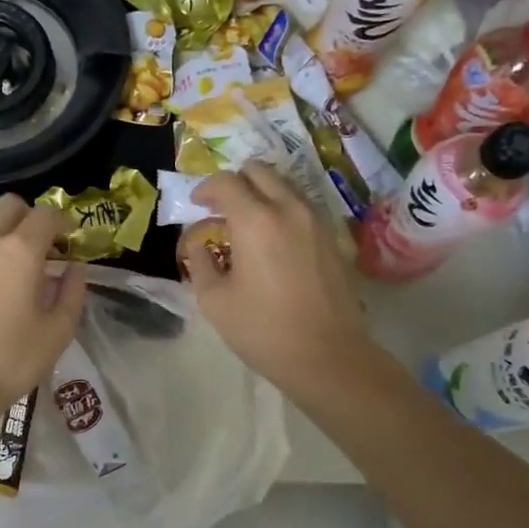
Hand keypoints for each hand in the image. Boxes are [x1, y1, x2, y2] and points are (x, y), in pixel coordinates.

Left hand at [0, 194, 88, 428]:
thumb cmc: (11, 360)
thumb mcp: (57, 332)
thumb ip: (72, 292)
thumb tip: (75, 267)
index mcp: (20, 251)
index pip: (46, 215)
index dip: (64, 222)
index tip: (72, 240)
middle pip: (9, 205)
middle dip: (30, 217)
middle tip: (43, 245)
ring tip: (10, 257)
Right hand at [177, 164, 377, 398]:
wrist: (327, 356)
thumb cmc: (263, 330)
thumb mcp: (215, 301)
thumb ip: (200, 262)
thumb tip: (198, 244)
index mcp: (255, 220)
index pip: (226, 182)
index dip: (205, 188)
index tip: (196, 204)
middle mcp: (289, 209)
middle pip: (259, 171)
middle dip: (235, 182)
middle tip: (220, 208)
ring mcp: (316, 221)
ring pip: (284, 186)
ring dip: (261, 194)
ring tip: (246, 224)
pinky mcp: (333, 238)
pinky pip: (302, 207)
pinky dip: (282, 210)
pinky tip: (273, 241)